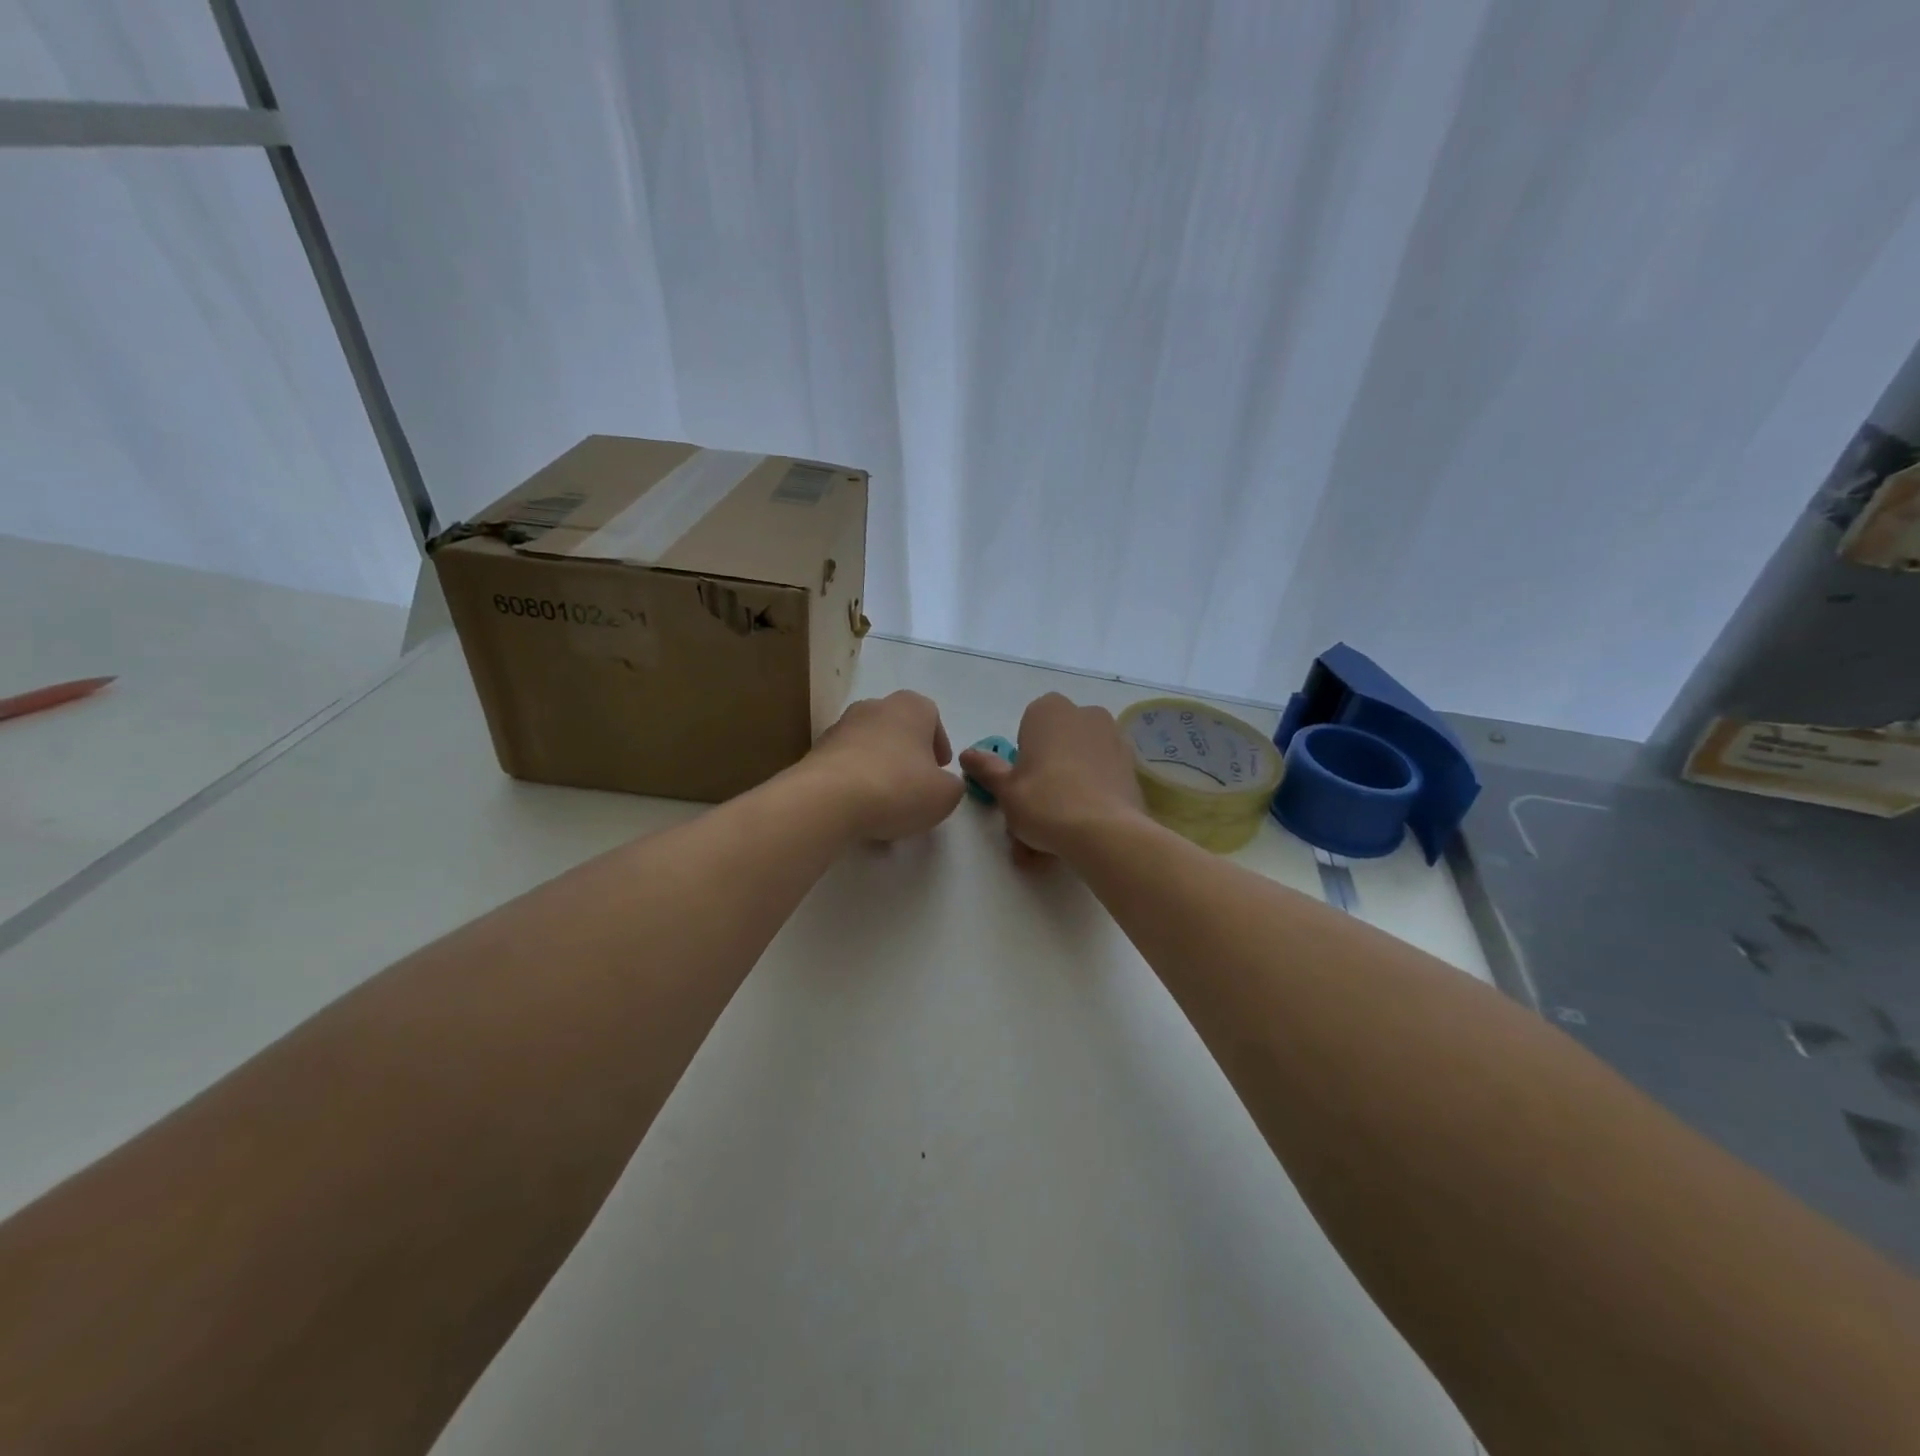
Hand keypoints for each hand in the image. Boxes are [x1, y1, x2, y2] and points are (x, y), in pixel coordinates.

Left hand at [801, 691, 965, 841]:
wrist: (828, 800)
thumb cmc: (898, 788)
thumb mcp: (945, 795)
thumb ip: (952, 786)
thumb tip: (942, 783)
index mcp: (910, 707)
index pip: (931, 716)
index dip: (938, 744)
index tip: (940, 770)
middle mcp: (873, 707)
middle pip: (898, 728)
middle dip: (908, 753)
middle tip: (915, 784)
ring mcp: (840, 726)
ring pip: (869, 745)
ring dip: (880, 766)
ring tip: (885, 801)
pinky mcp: (816, 751)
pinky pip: (845, 763)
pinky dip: (855, 780)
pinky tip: (858, 807)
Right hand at [958, 693, 1145, 858]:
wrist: (1105, 832)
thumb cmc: (1044, 801)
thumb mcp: (1005, 789)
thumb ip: (987, 768)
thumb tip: (967, 754)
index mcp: (1051, 710)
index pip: (1029, 726)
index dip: (1024, 756)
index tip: (1021, 783)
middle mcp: (1086, 715)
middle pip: (1057, 746)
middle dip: (1046, 776)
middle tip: (1034, 815)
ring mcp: (1114, 739)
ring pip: (1080, 766)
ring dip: (1066, 792)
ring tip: (1054, 838)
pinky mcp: (1132, 768)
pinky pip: (1101, 781)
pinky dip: (1090, 800)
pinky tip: (1081, 833)